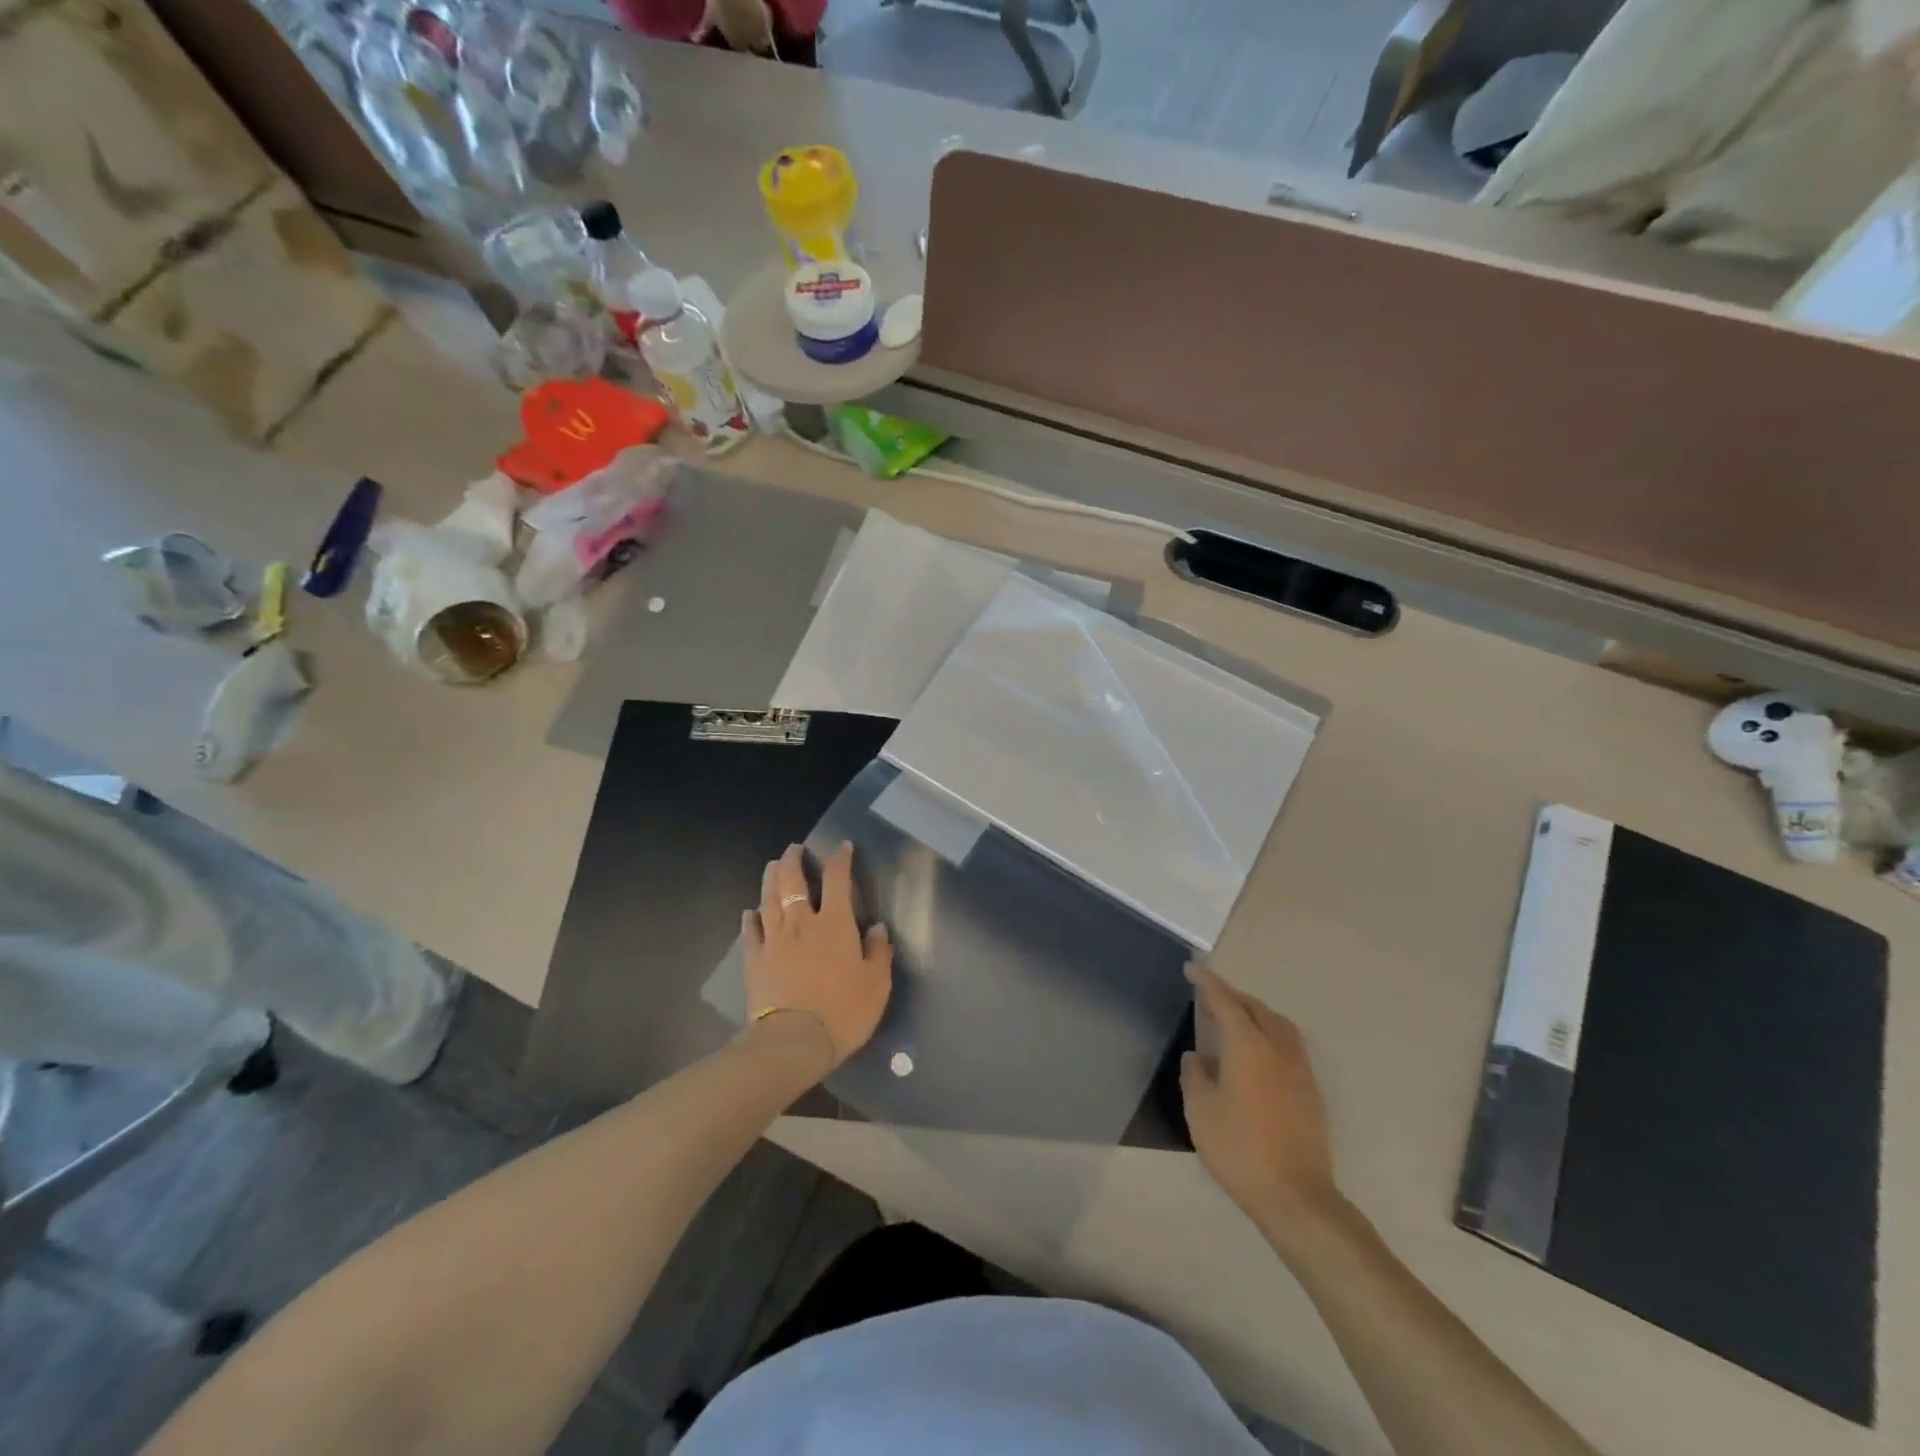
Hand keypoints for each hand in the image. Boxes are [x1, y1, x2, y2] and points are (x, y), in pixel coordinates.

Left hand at [742, 843, 892, 1080]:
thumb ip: (878, 952)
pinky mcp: (754, 960)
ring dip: (771, 878)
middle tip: (795, 848)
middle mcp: (802, 922)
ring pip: (769, 898)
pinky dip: (751, 917)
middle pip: (793, 881)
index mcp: (835, 924)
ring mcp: (774, 940)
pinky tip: (751, 911)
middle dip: (794, 860)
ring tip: (773, 865)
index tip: (843, 847)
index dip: (840, 859)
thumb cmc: (842, 1011)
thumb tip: (877, 927)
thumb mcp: (876, 984)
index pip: (837, 879)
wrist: (793, 1041)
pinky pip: (750, 931)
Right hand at [1181, 965, 1342, 1255]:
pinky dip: (1269, 1035)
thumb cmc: (1240, 1149)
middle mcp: (1278, 1048)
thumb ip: (1195, 1076)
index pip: (1225, 1001)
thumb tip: (1198, 1057)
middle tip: (1208, 997)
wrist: (1297, 1197)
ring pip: (1278, 1025)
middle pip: (1256, 1008)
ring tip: (1234, 1021)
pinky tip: (1256, 1055)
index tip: (1192, 968)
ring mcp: (1300, 1070)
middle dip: (1232, 996)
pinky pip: (1288, 1045)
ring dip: (1255, 1014)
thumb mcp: (1201, 1111)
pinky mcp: (1311, 1092)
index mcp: (1248, 1046)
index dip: (1207, 982)